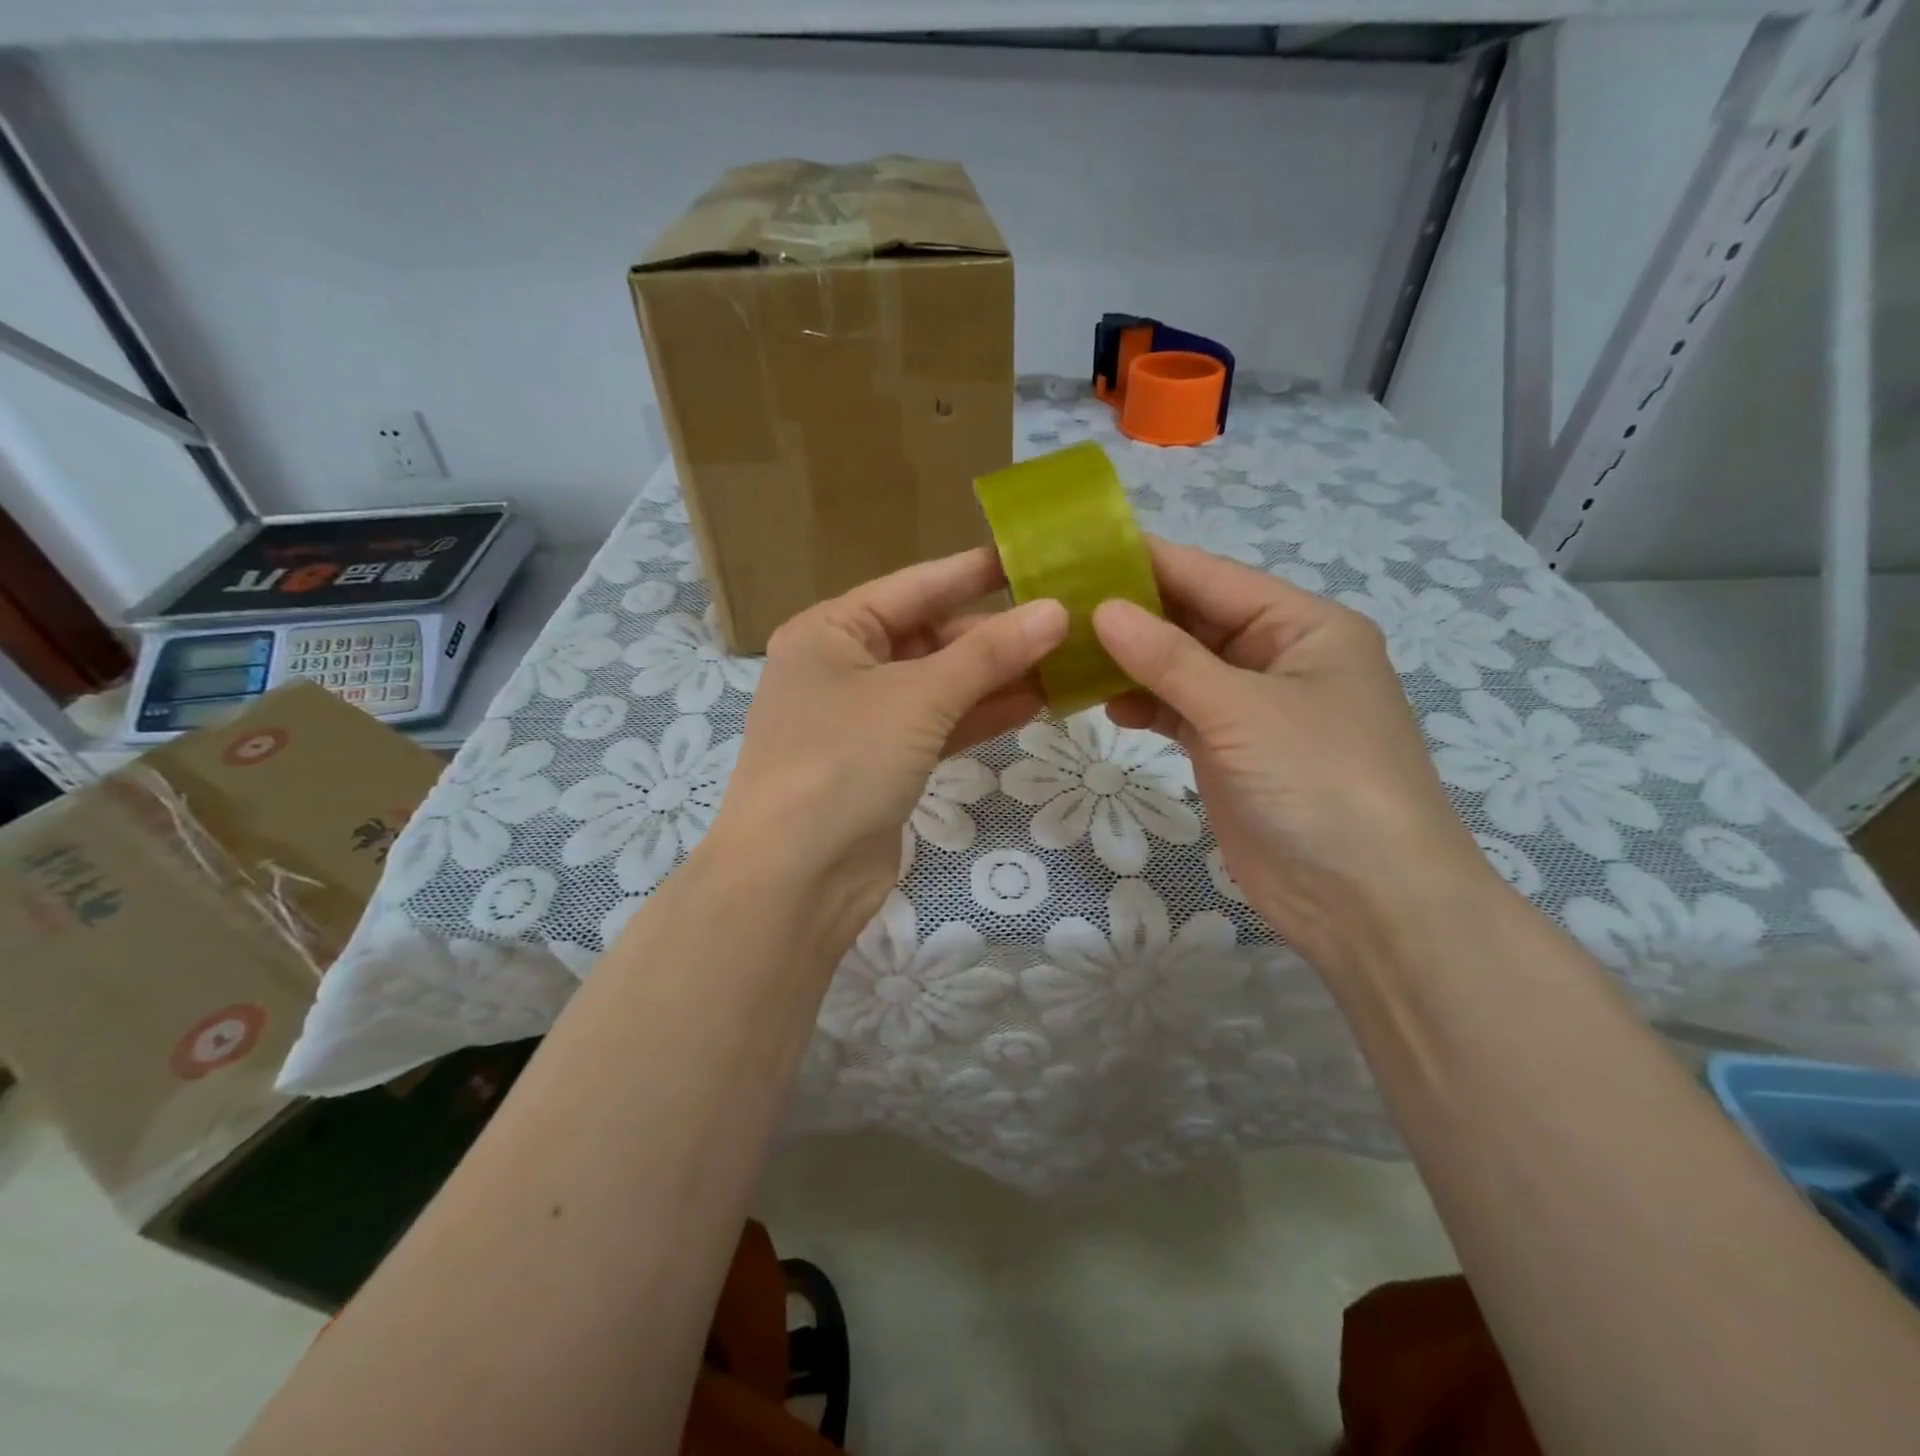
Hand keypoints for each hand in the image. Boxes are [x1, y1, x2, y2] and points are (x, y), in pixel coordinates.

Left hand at [710, 548, 1067, 943]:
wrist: (794, 879)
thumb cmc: (843, 762)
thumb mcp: (918, 697)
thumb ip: (988, 655)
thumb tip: (1056, 612)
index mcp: (832, 630)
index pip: (916, 586)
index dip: (976, 571)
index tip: (1035, 555)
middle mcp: (842, 667)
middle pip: (930, 637)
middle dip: (995, 633)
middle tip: (1067, 619)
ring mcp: (862, 720)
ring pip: (940, 685)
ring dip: (996, 677)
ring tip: (1065, 660)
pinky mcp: (882, 764)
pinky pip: (938, 726)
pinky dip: (980, 716)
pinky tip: (1036, 703)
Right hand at [1093, 538, 1493, 969]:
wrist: (1365, 902)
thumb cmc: (1319, 782)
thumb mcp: (1241, 709)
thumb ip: (1168, 658)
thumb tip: (1101, 609)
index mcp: (1302, 625)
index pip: (1212, 577)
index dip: (1147, 561)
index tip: (1077, 550)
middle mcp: (1279, 657)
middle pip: (1194, 620)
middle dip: (1131, 614)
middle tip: (1056, 604)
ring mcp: (1253, 708)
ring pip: (1181, 668)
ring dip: (1130, 662)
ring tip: (1066, 652)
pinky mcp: (1232, 752)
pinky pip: (1179, 712)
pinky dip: (1144, 705)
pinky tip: (1104, 703)